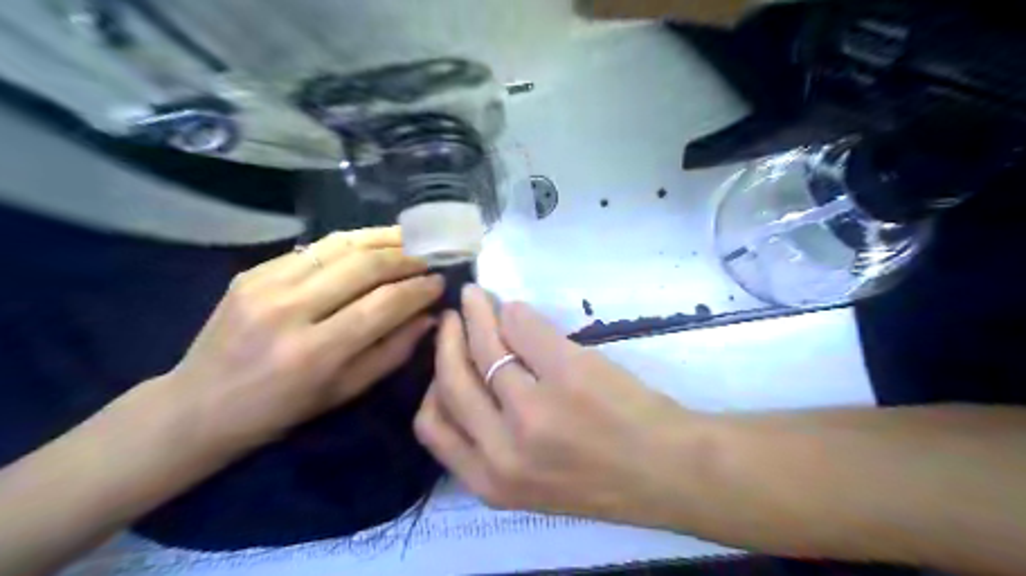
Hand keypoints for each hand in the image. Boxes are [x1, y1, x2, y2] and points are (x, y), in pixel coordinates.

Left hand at [166, 227, 443, 452]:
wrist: (199, 405)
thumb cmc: (282, 410)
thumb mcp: (346, 392)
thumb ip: (393, 351)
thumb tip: (429, 317)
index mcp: (316, 353)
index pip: (383, 305)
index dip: (418, 289)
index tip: (441, 282)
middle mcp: (290, 311)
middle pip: (364, 266)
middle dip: (407, 257)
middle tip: (430, 256)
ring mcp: (266, 284)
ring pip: (340, 246)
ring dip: (382, 238)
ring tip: (410, 239)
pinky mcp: (252, 271)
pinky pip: (314, 248)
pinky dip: (350, 242)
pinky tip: (371, 243)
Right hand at [411, 286, 702, 523]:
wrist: (668, 470)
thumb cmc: (603, 477)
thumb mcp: (530, 480)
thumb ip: (492, 442)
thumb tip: (470, 377)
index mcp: (491, 481)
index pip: (432, 426)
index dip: (432, 385)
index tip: (442, 360)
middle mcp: (503, 448)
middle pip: (452, 380)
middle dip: (447, 341)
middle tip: (452, 317)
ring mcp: (534, 408)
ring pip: (486, 346)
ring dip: (476, 314)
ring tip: (477, 298)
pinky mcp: (566, 371)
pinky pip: (522, 328)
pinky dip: (513, 312)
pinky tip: (514, 308)